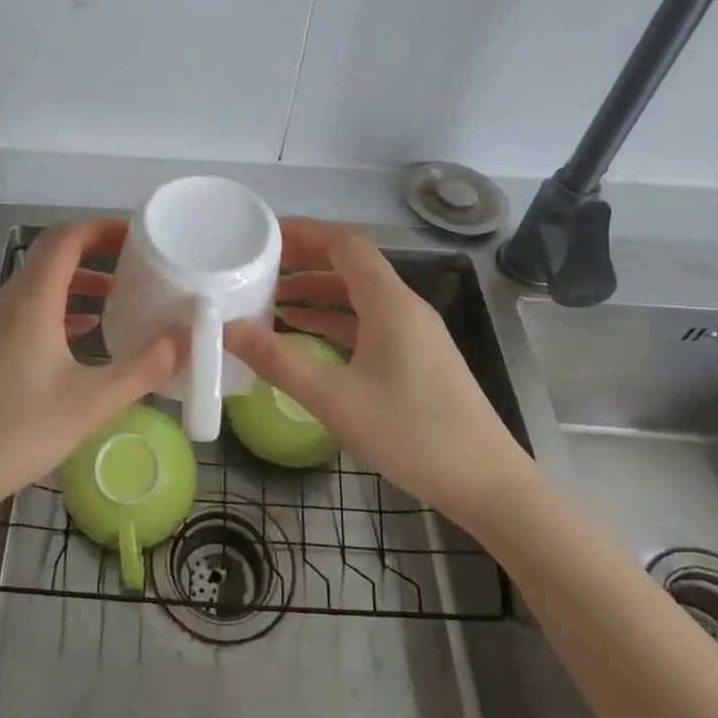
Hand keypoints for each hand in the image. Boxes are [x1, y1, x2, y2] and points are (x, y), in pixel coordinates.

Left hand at [0, 218, 181, 531]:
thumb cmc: (23, 430)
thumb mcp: (94, 402)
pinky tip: (86, 331)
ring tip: (119, 294)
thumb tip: (187, 339)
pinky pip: (29, 307)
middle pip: (52, 254)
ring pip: (40, 282)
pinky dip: (61, 306)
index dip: (102, 228)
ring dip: (79, 280)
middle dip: (95, 251)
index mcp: (32, 300)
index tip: (138, 236)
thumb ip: (145, 368)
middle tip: (136, 262)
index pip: (66, 238)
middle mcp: (10, 300)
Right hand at [223, 218, 537, 527]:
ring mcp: (414, 332)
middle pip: (350, 264)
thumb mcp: (335, 399)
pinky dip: (332, 321)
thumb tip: (228, 329)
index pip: (344, 243)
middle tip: (256, 269)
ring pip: (357, 295)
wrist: (488, 485)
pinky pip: (367, 322)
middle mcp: (404, 306)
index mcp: (389, 302)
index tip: (261, 238)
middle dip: (303, 261)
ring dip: (315, 293)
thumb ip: (278, 361)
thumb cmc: (412, 434)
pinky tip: (304, 336)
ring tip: (269, 301)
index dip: (303, 233)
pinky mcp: (416, 357)